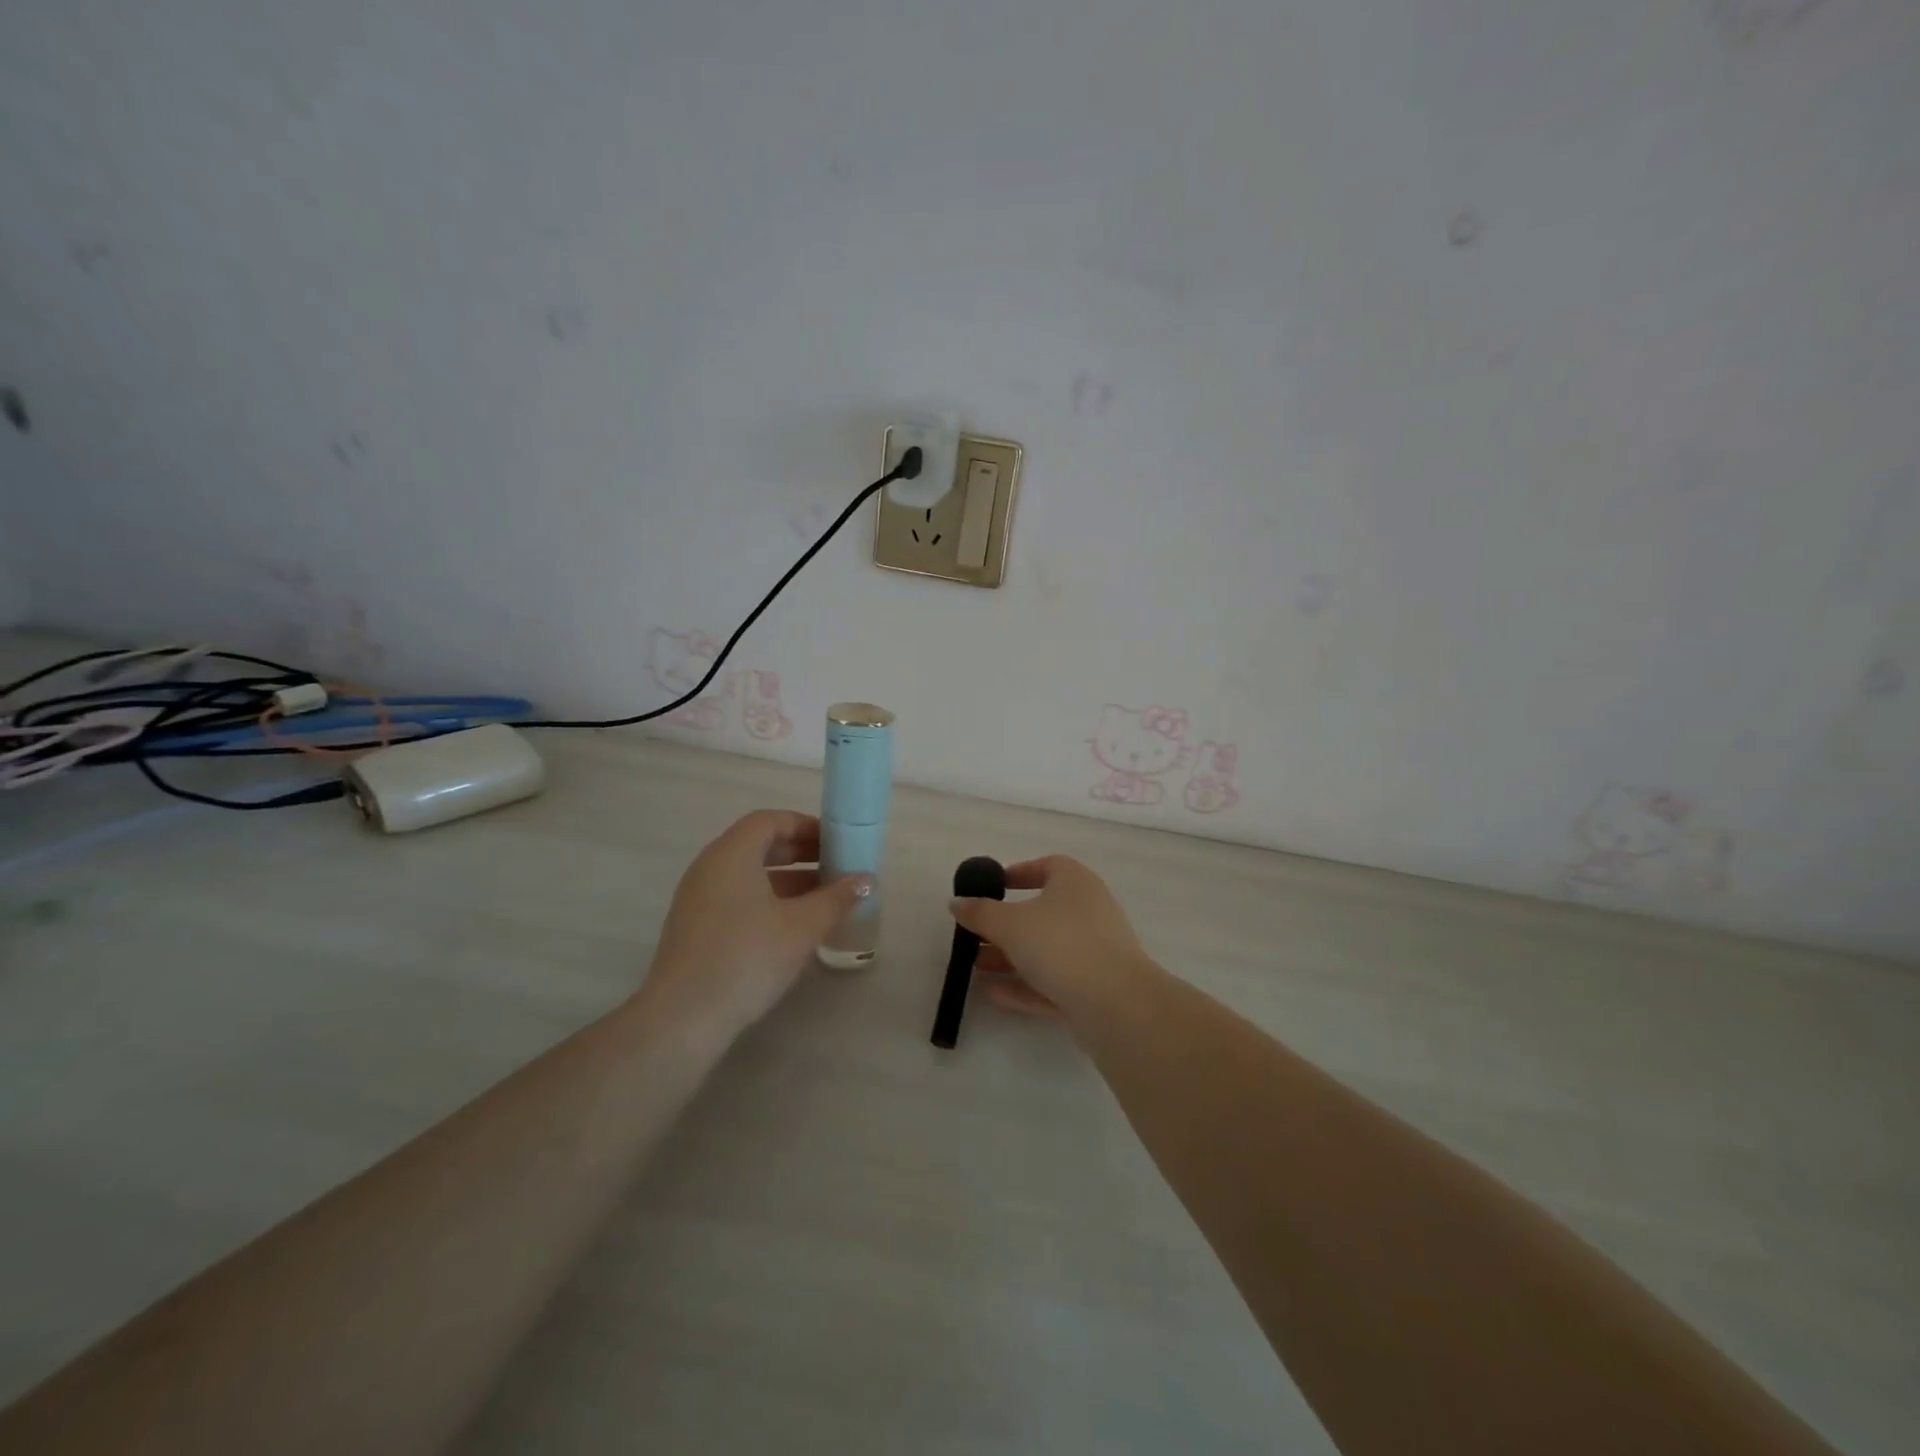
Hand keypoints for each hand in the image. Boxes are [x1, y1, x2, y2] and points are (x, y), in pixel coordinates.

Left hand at [642, 810, 870, 1036]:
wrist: (683, 1019)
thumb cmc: (747, 957)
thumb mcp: (802, 926)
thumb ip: (836, 898)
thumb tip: (865, 879)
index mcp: (732, 854)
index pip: (770, 821)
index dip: (805, 826)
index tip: (836, 842)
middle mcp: (709, 867)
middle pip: (758, 845)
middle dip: (800, 853)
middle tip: (835, 867)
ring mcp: (697, 898)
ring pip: (748, 874)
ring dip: (787, 880)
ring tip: (823, 898)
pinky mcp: (695, 928)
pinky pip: (736, 897)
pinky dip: (767, 899)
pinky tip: (792, 926)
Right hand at [950, 855, 1154, 1022]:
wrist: (1116, 1004)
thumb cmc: (1060, 944)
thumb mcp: (1010, 923)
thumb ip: (980, 912)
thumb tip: (957, 902)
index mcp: (1075, 882)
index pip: (1047, 866)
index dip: (1017, 874)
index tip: (990, 888)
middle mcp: (1089, 911)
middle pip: (1041, 912)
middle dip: (1005, 925)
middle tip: (974, 935)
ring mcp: (1094, 951)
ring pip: (1046, 950)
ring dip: (1011, 957)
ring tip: (974, 967)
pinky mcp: (1094, 988)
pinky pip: (1053, 981)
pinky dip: (1025, 985)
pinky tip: (993, 994)